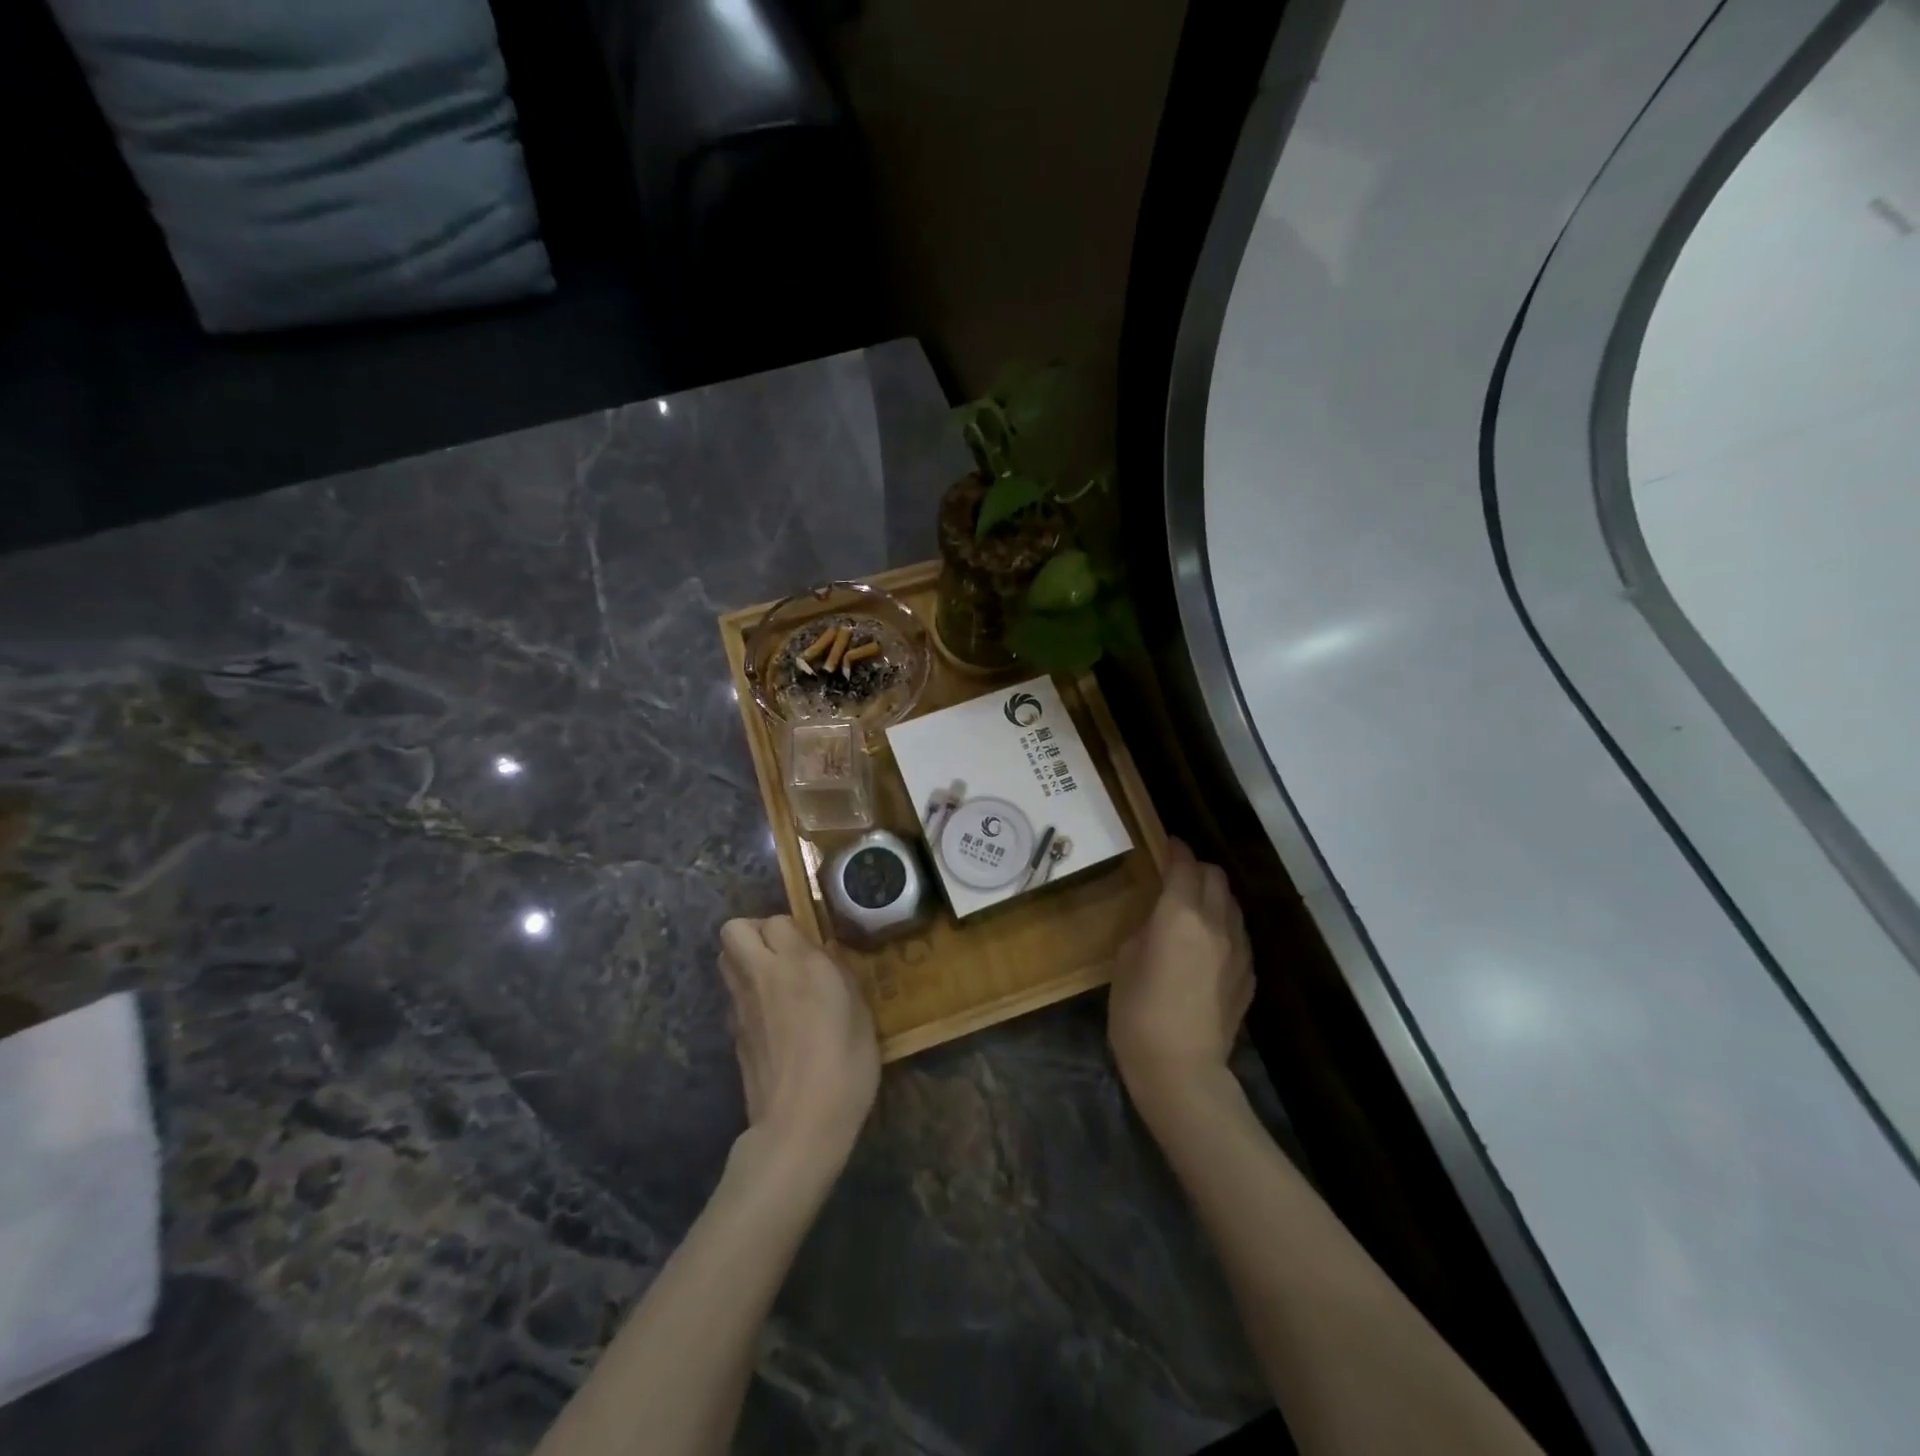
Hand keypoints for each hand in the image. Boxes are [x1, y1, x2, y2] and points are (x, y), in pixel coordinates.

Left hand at [719, 916, 879, 1171]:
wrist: (800, 1125)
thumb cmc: (845, 1065)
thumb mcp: (860, 1013)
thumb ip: (839, 976)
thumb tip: (825, 960)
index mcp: (799, 964)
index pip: (777, 921)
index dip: (792, 930)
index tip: (811, 948)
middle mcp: (763, 976)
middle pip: (734, 930)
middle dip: (754, 933)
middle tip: (782, 954)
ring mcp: (742, 1007)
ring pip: (725, 960)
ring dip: (745, 961)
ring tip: (775, 982)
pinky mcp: (734, 1036)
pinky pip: (733, 997)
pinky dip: (748, 997)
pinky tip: (773, 1021)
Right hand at [1108, 839, 1253, 1100]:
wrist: (1181, 1069)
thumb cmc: (1138, 1013)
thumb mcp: (1125, 961)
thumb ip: (1147, 929)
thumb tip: (1159, 922)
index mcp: (1179, 915)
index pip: (1184, 866)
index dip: (1176, 850)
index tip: (1168, 844)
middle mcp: (1215, 923)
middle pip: (1215, 877)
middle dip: (1197, 868)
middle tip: (1178, 874)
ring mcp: (1237, 950)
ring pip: (1232, 904)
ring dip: (1214, 895)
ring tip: (1195, 905)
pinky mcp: (1248, 974)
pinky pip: (1238, 934)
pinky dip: (1224, 925)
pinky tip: (1208, 943)